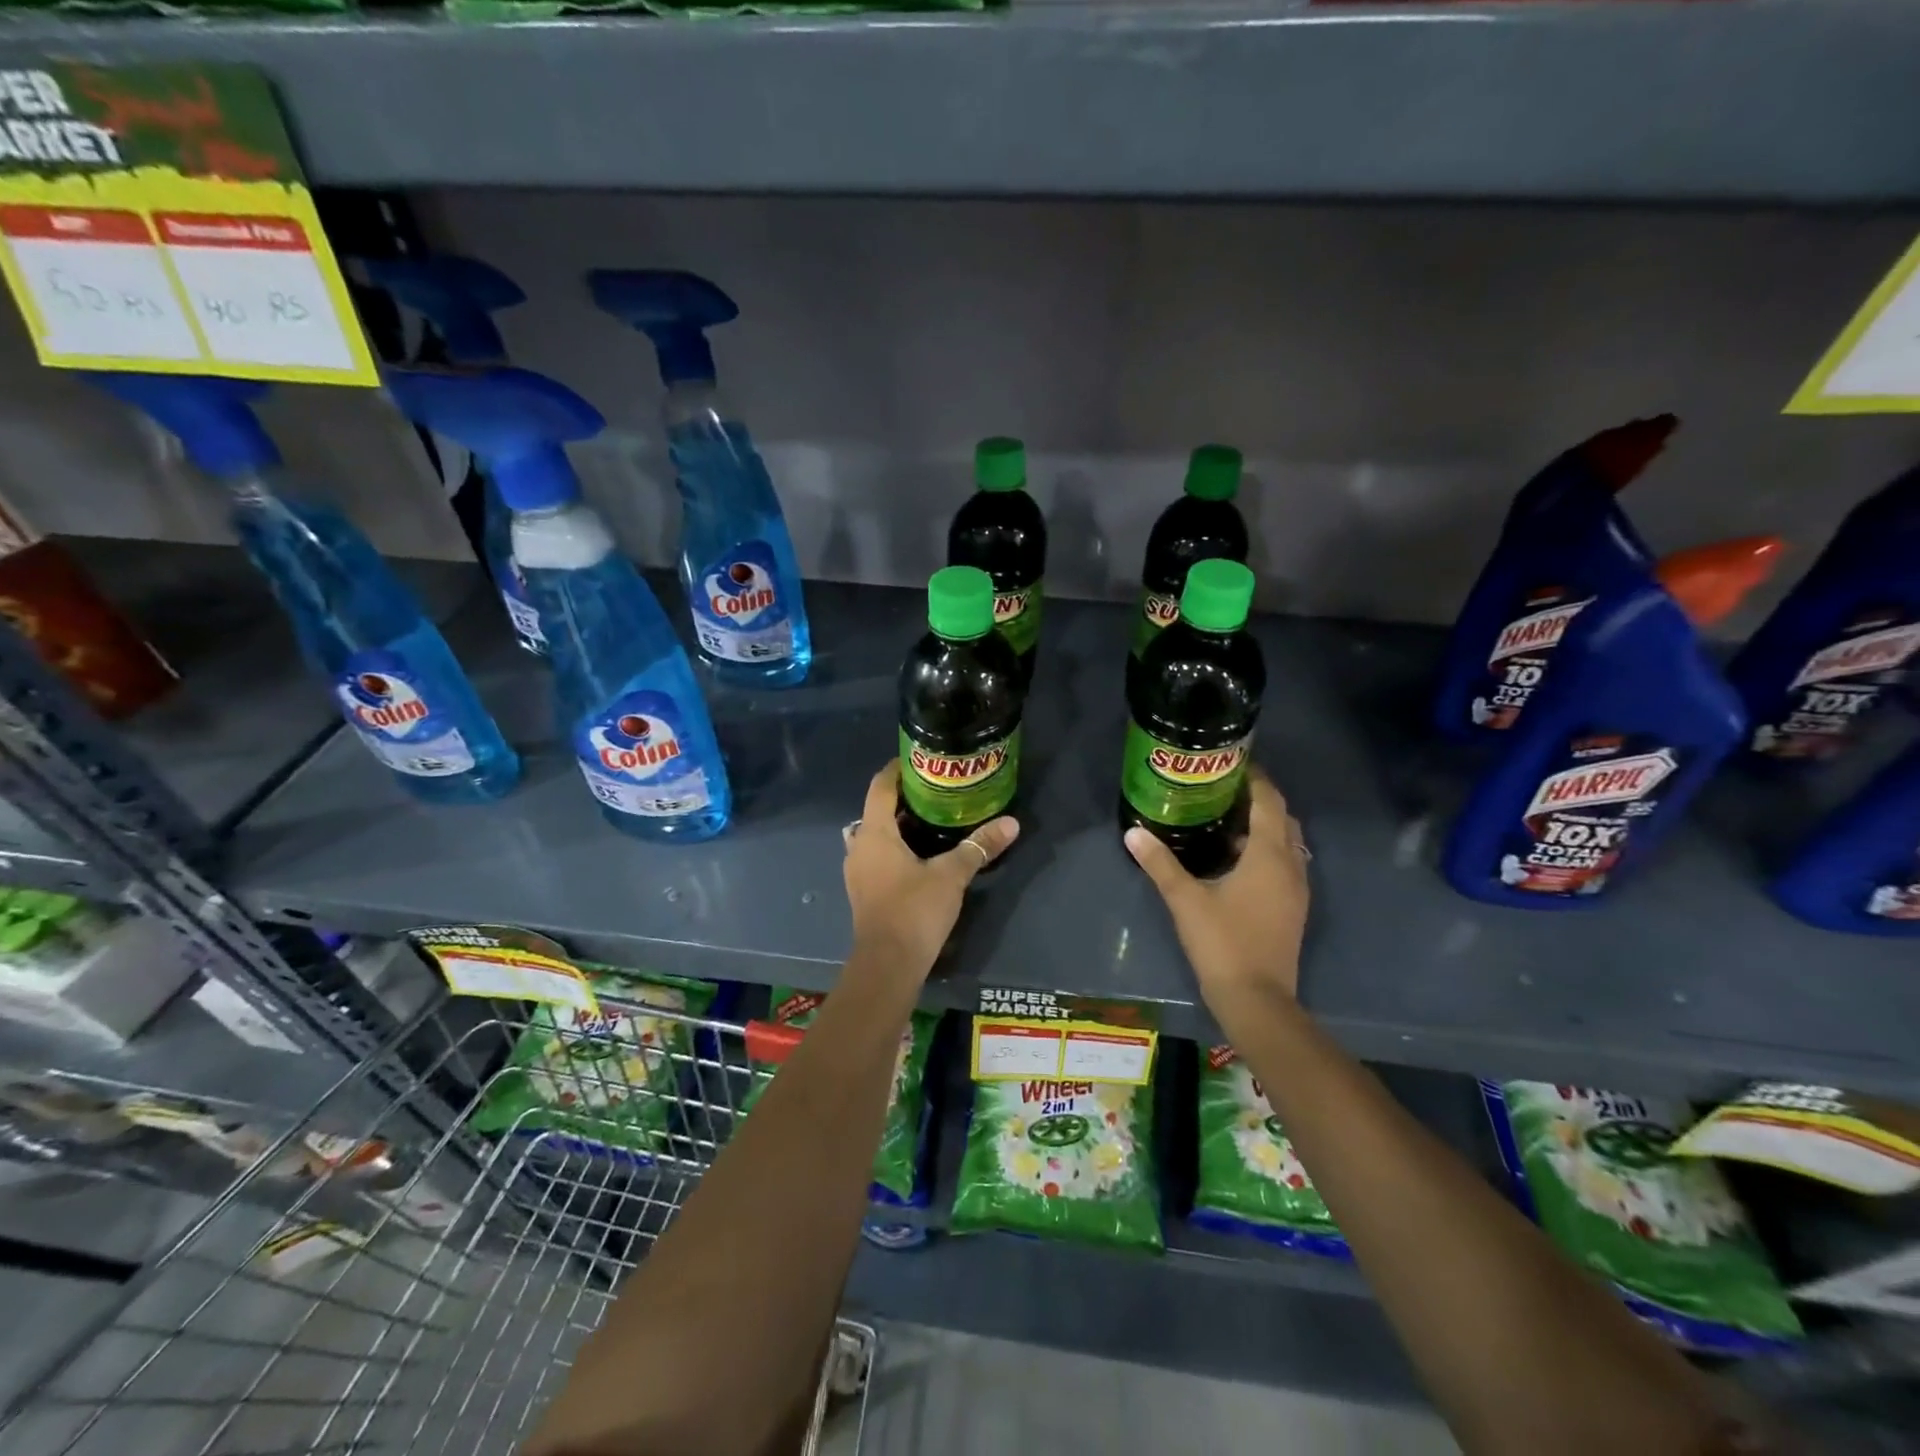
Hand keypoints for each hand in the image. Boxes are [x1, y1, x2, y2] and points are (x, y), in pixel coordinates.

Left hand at [844, 762, 1018, 977]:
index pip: (880, 787)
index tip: (919, 760)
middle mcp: (859, 847)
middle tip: (934, 791)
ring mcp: (858, 872)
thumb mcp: (951, 875)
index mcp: (874, 833)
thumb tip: (1011, 823)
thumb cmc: (914, 911)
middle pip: (876, 810)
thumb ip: (979, 847)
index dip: (897, 770)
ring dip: (897, 825)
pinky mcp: (864, 892)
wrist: (888, 965)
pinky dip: (894, 847)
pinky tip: (919, 855)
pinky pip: (876, 856)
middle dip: (902, 798)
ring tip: (930, 820)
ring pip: (875, 835)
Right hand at [1124, 768, 1309, 1012]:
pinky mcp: (1292, 908)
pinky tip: (1235, 857)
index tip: (1232, 761)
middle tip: (1224, 787)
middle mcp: (1291, 865)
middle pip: (1283, 818)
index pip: (1269, 802)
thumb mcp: (1185, 900)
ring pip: (1287, 842)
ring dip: (1264, 825)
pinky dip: (1266, 849)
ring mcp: (1296, 889)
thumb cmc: (1223, 943)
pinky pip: (1285, 863)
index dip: (1255, 778)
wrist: (1257, 1000)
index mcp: (1270, 856)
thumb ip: (1160, 863)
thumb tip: (1133, 832)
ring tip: (1226, 816)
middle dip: (1259, 798)